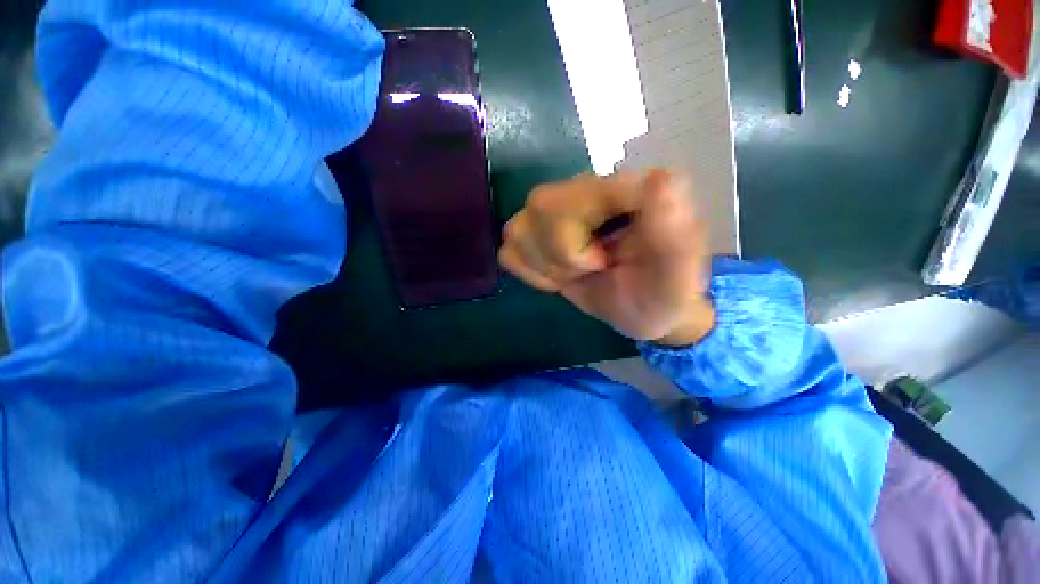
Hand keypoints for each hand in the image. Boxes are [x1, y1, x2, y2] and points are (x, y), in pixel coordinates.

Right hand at [499, 170, 714, 346]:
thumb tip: (660, 179)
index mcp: (625, 189)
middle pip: (540, 208)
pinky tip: (557, 275)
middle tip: (591, 269)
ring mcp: (555, 212)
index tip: (602, 263)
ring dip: (544, 265)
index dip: (576, 245)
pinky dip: (530, 271)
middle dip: (561, 255)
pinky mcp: (537, 236)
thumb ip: (674, 232)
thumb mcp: (677, 273)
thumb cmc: (663, 292)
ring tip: (576, 273)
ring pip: (517, 229)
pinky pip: (509, 250)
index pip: (573, 197)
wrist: (645, 307)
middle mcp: (585, 189)